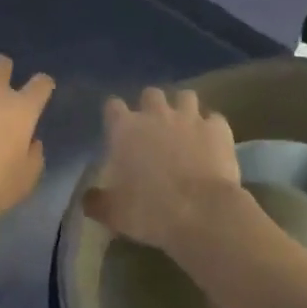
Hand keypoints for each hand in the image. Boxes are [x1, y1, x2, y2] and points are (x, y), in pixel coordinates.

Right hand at [83, 87, 245, 253]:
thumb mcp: (113, 214)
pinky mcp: (218, 128)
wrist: (202, 213)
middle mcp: (156, 115)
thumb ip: (97, 202)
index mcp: (125, 130)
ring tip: (185, 128)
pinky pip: (214, 118)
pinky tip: (212, 142)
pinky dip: (212, 128)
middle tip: (153, 128)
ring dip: (183, 109)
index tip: (117, 129)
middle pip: (150, 94)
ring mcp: (190, 118)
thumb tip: (88, 199)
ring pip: (185, 96)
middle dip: (151, 107)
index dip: (115, 115)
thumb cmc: (150, 211)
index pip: (113, 106)